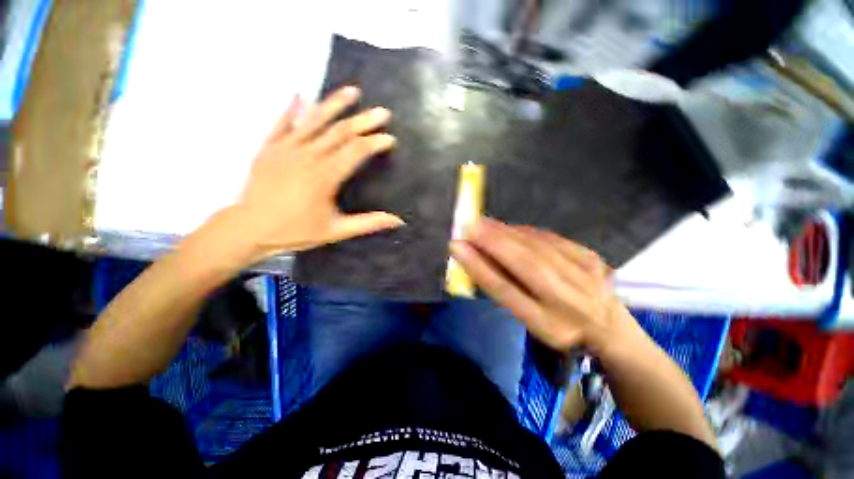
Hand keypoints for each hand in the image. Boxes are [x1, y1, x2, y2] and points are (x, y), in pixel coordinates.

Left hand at [222, 86, 404, 263]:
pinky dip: (292, 108)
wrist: (249, 229)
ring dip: (335, 104)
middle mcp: (308, 156)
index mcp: (325, 176)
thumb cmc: (295, 231)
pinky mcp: (269, 147)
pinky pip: (282, 122)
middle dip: (364, 121)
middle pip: (341, 132)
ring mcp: (286, 148)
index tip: (390, 138)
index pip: (357, 152)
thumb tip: (398, 221)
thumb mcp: (336, 231)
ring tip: (352, 91)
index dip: (375, 143)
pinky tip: (300, 95)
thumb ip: (368, 223)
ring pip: (314, 120)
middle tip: (382, 112)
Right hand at [450, 218, 629, 353]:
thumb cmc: (558, 326)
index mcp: (549, 324)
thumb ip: (503, 289)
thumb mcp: (528, 320)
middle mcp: (569, 300)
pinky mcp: (590, 256)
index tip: (457, 247)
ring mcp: (585, 274)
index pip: (507, 291)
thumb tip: (475, 257)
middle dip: (493, 241)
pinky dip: (524, 231)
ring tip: (484, 224)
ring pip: (537, 246)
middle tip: (470, 226)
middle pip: (525, 263)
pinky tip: (509, 228)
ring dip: (506, 232)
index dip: (479, 266)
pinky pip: (550, 238)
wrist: (607, 324)